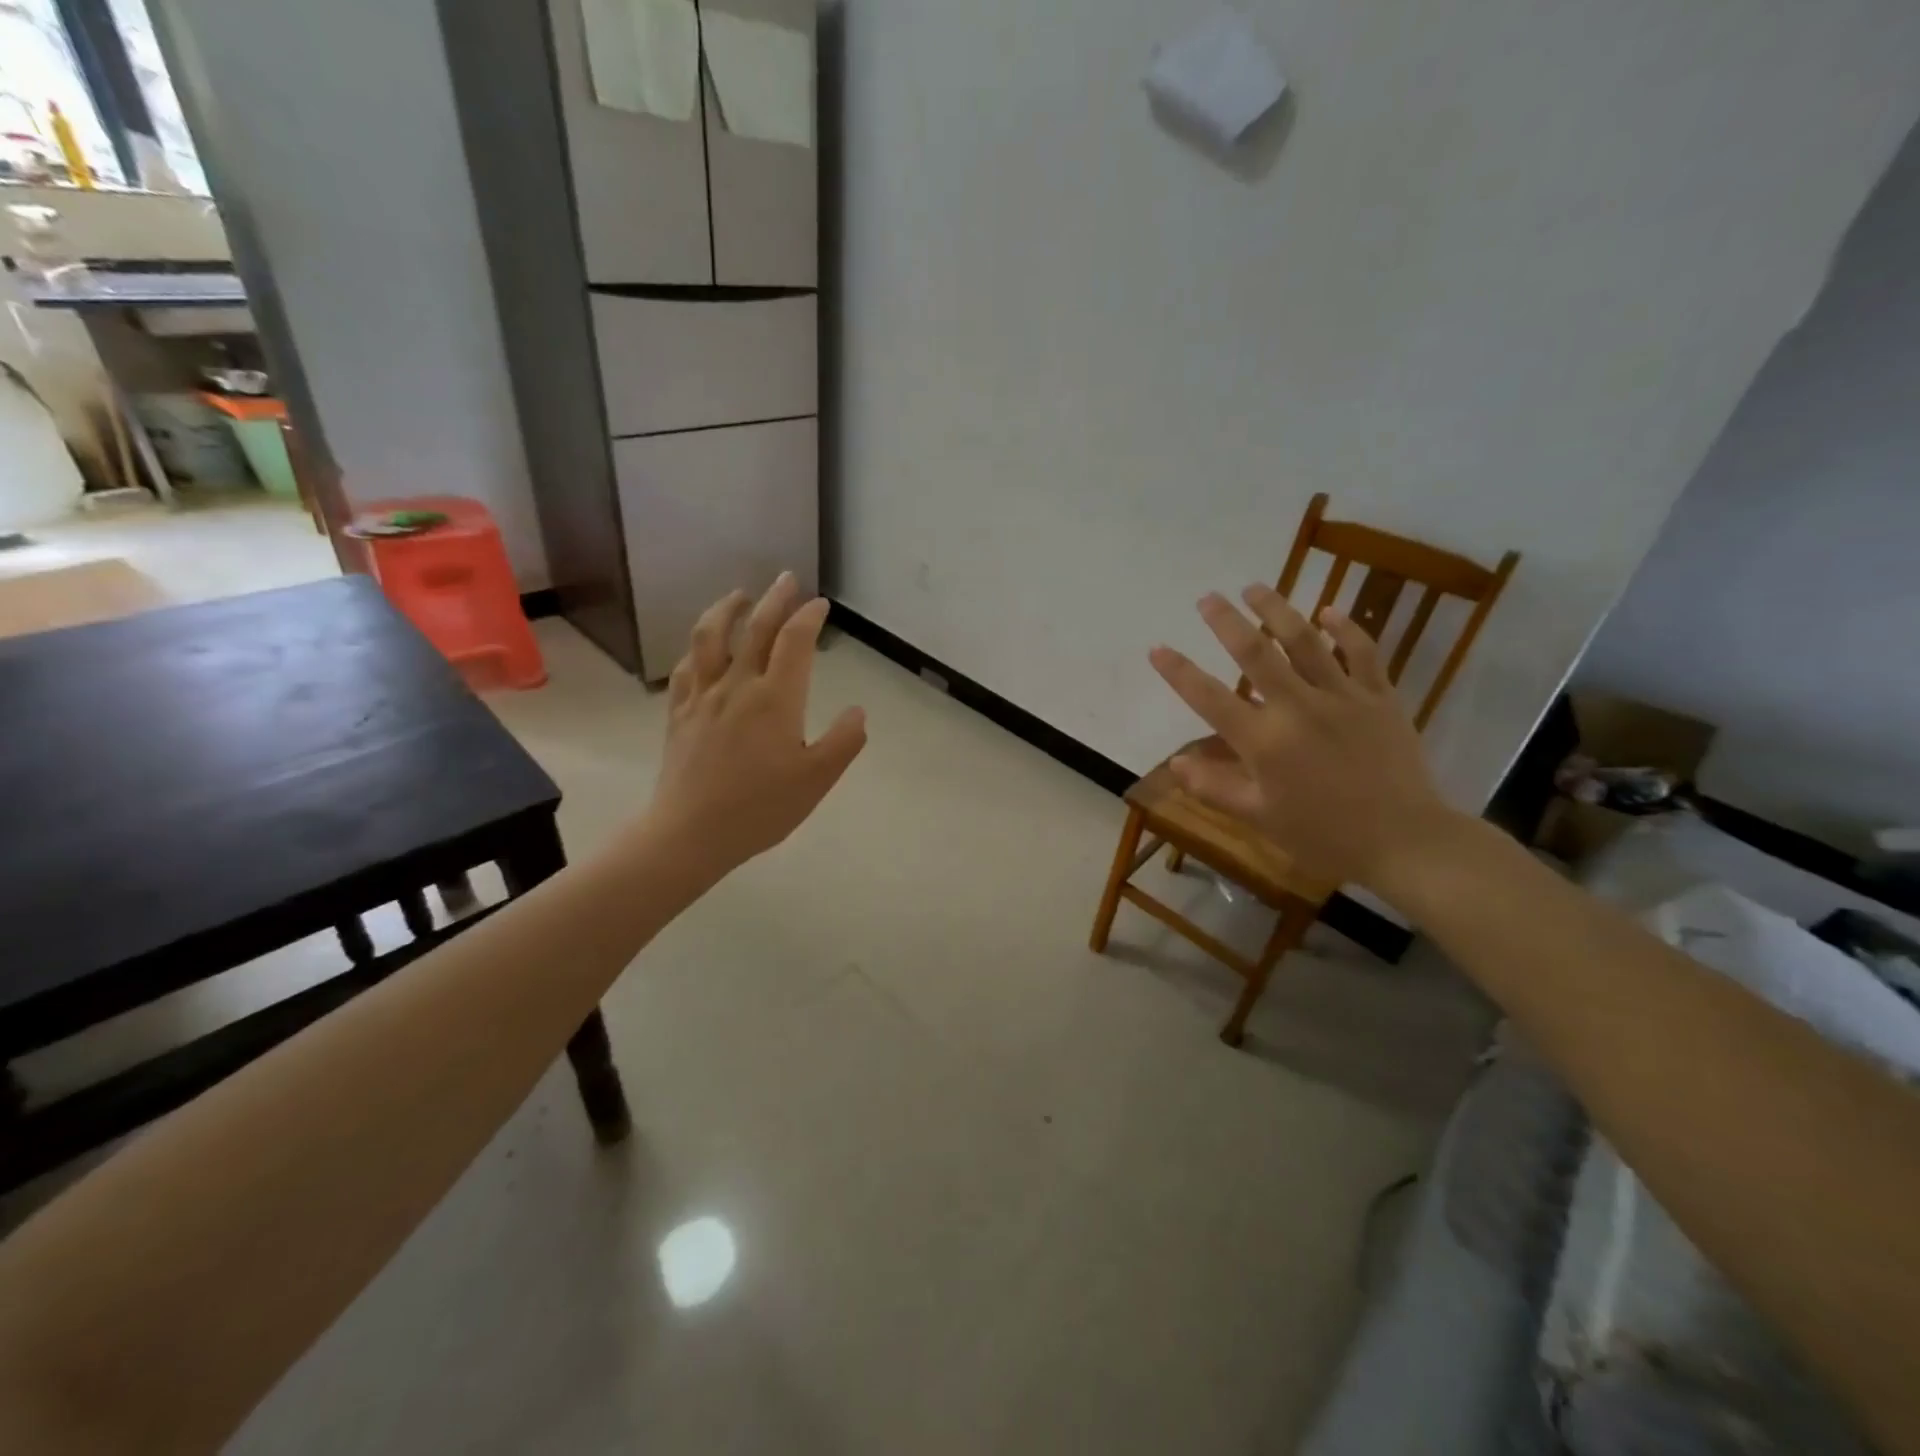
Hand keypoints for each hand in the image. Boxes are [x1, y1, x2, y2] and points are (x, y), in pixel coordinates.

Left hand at [649, 574, 866, 871]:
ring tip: (739, 596)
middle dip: (774, 598)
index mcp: (776, 699)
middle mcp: (738, 686)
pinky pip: (687, 667)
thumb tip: (858, 711)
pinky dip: (699, 647)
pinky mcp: (680, 713)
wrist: (691, 833)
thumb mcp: (817, 780)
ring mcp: (703, 697)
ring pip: (710, 637)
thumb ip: (843, 742)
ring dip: (726, 609)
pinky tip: (703, 648)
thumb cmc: (761, 808)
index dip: (809, 617)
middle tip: (787, 578)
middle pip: (755, 628)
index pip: (794, 642)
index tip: (820, 604)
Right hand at [1148, 585, 1459, 888]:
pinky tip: (1329, 611)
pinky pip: (1362, 652)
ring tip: (1255, 588)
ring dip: (1277, 610)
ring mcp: (1342, 697)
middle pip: (1256, 653)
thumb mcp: (1260, 817)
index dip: (1179, 672)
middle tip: (1208, 598)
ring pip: (1306, 640)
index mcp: (1264, 741)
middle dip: (1226, 621)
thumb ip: (1214, 787)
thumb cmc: (1323, 834)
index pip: (1210, 698)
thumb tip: (1176, 763)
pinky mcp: (1379, 697)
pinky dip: (1346, 627)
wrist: (1405, 841)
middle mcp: (1298, 708)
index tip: (1157, 648)